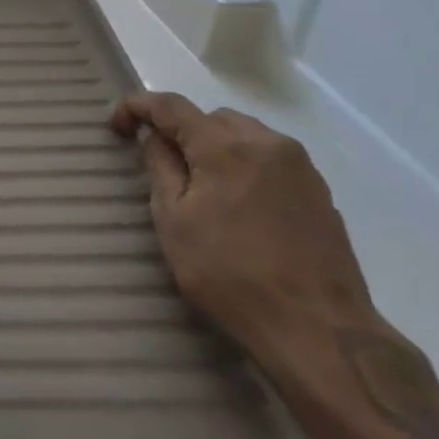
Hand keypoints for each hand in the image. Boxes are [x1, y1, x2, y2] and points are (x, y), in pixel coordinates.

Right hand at [111, 92, 375, 367]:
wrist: (320, 333)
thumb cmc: (231, 275)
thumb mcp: (174, 221)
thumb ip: (161, 168)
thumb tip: (156, 139)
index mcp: (226, 146)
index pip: (170, 106)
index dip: (137, 107)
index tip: (116, 127)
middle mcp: (268, 144)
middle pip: (211, 117)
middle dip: (181, 131)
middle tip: (162, 164)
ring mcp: (301, 168)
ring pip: (244, 136)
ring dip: (215, 147)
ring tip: (201, 186)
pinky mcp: (321, 194)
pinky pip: (270, 161)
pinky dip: (244, 167)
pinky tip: (238, 206)